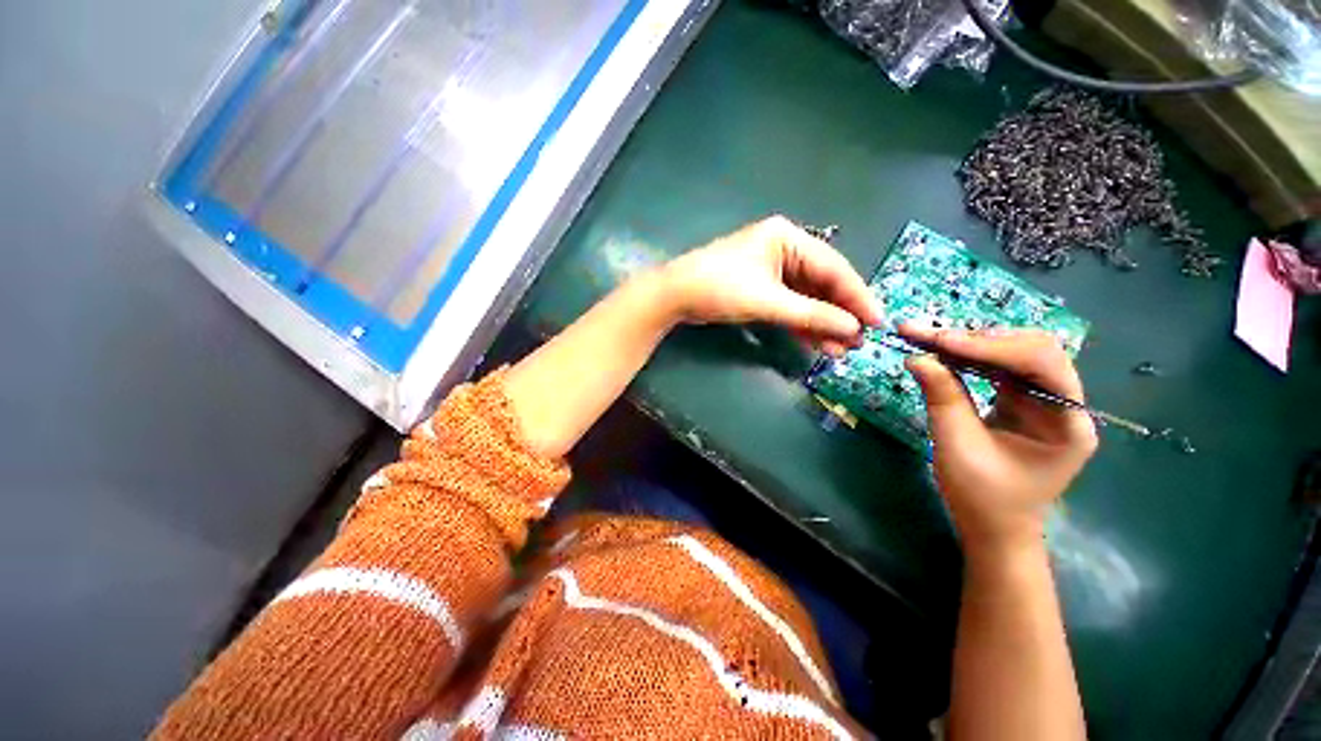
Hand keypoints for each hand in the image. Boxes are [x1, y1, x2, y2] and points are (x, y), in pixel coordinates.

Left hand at [656, 216, 883, 353]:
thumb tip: (852, 329)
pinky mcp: (761, 287)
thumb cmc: (720, 289)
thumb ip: (811, 315)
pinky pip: (789, 305)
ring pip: (806, 298)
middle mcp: (784, 249)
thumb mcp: (768, 301)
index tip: (877, 322)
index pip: (833, 268)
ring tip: (839, 350)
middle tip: (858, 342)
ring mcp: (772, 269)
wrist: (675, 296)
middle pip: (822, 284)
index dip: (857, 297)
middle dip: (839, 314)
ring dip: (821, 323)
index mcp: (788, 238)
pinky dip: (801, 323)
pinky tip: (816, 343)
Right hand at [900, 325, 1098, 555]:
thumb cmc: (982, 497)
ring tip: (929, 339)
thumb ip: (942, 397)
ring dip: (971, 343)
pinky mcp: (1023, 401)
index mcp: (1067, 422)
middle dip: (979, 338)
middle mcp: (1065, 404)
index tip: (940, 341)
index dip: (991, 346)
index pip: (1041, 362)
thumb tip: (916, 356)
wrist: (993, 528)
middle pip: (1032, 349)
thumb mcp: (958, 447)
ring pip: (1015, 353)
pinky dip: (969, 357)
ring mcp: (1046, 401)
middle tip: (929, 336)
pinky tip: (943, 353)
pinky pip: (1000, 367)